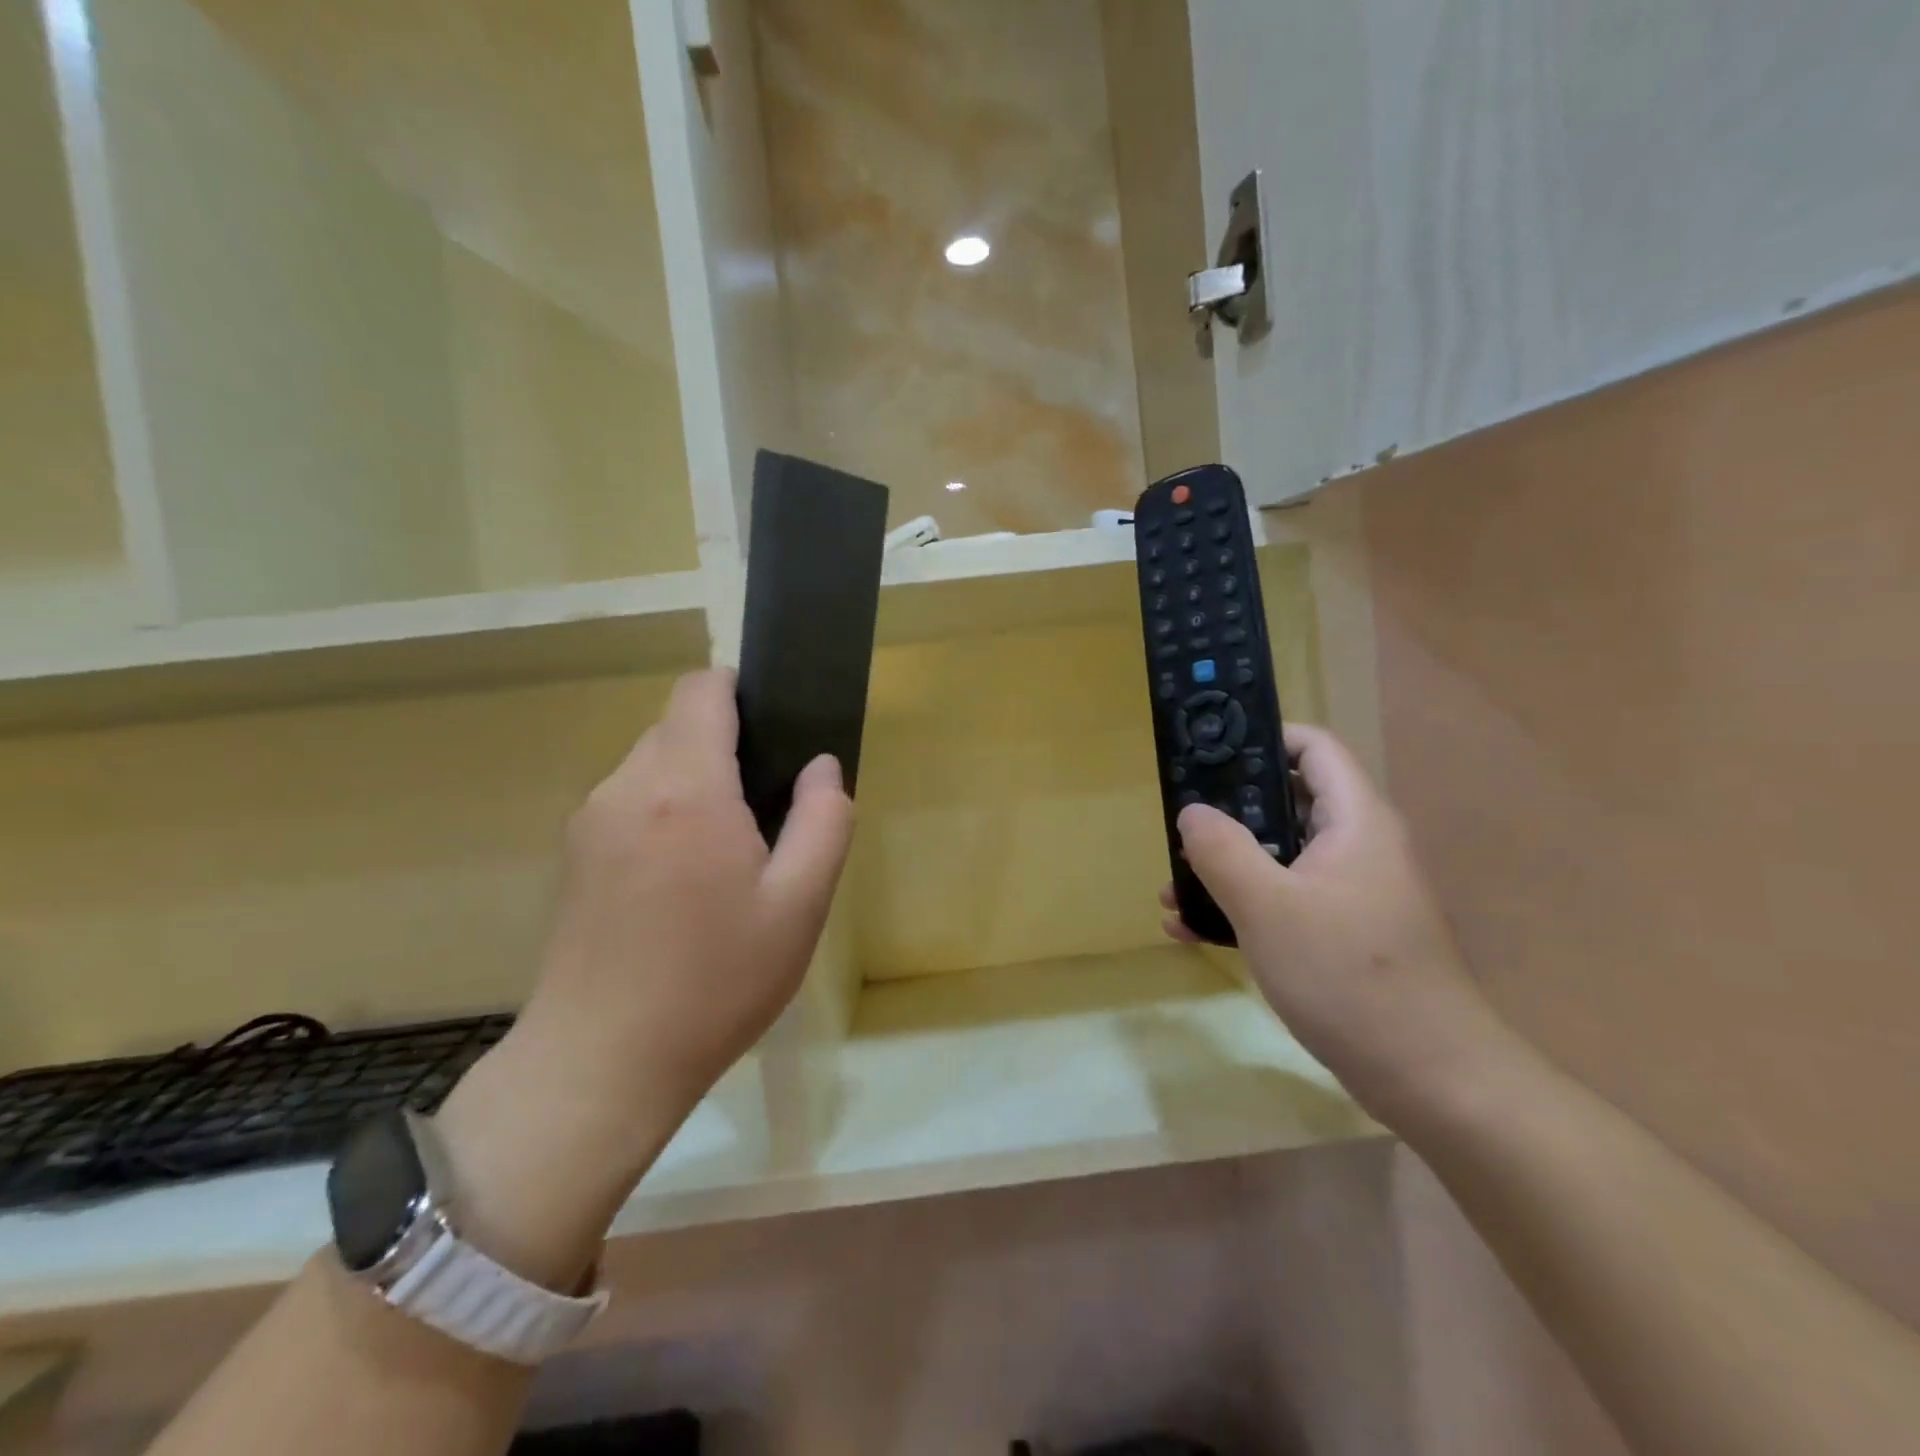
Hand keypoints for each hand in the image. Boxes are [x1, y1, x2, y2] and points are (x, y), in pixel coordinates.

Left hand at [525, 667, 852, 1106]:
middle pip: (677, 725)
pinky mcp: (573, 856)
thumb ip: (823, 821)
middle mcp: (627, 787)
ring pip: (651, 764)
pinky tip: (683, 882)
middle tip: (766, 811)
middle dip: (725, 746)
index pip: (701, 690)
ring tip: (727, 854)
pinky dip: (663, 812)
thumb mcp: (799, 906)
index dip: (740, 691)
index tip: (775, 730)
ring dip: (694, 781)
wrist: (601, 1064)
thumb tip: (822, 766)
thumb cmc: (715, 982)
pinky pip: (628, 802)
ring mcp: (590, 821)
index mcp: (686, 789)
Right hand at [1163, 723, 1522, 1133]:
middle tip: (1177, 829)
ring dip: (1225, 868)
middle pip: (1286, 803)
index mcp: (1355, 821)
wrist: (1431, 1078)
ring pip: (1279, 858)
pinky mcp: (1344, 935)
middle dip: (1227, 815)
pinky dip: (1243, 906)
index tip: (1207, 753)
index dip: (1262, 738)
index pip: (1312, 748)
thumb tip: (1193, 812)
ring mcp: (1352, 894)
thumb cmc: (1349, 976)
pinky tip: (1193, 930)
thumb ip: (1222, 850)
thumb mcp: (1269, 907)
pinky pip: (1285, 901)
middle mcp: (1358, 847)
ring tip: (1172, 889)